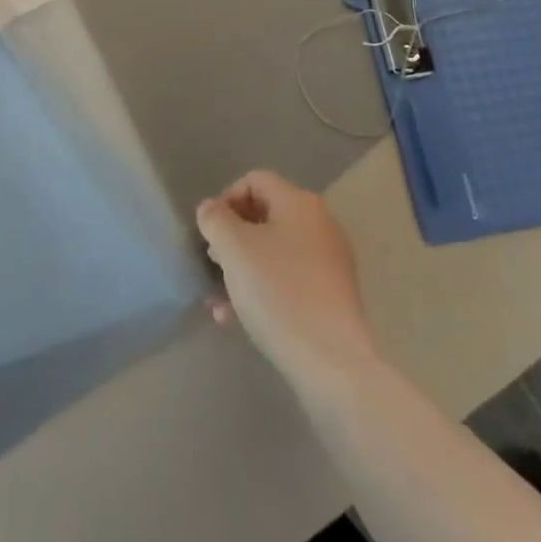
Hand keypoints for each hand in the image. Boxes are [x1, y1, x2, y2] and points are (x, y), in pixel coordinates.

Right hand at [196, 171, 381, 401]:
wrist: (331, 361)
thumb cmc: (278, 292)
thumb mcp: (234, 249)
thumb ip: (216, 220)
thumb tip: (210, 209)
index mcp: (299, 203)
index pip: (255, 180)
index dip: (226, 199)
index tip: (209, 231)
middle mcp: (319, 224)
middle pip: (265, 216)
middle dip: (232, 237)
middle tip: (212, 262)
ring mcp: (328, 261)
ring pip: (273, 252)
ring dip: (241, 268)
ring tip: (217, 298)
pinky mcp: (330, 295)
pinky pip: (287, 279)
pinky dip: (261, 289)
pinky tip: (236, 319)